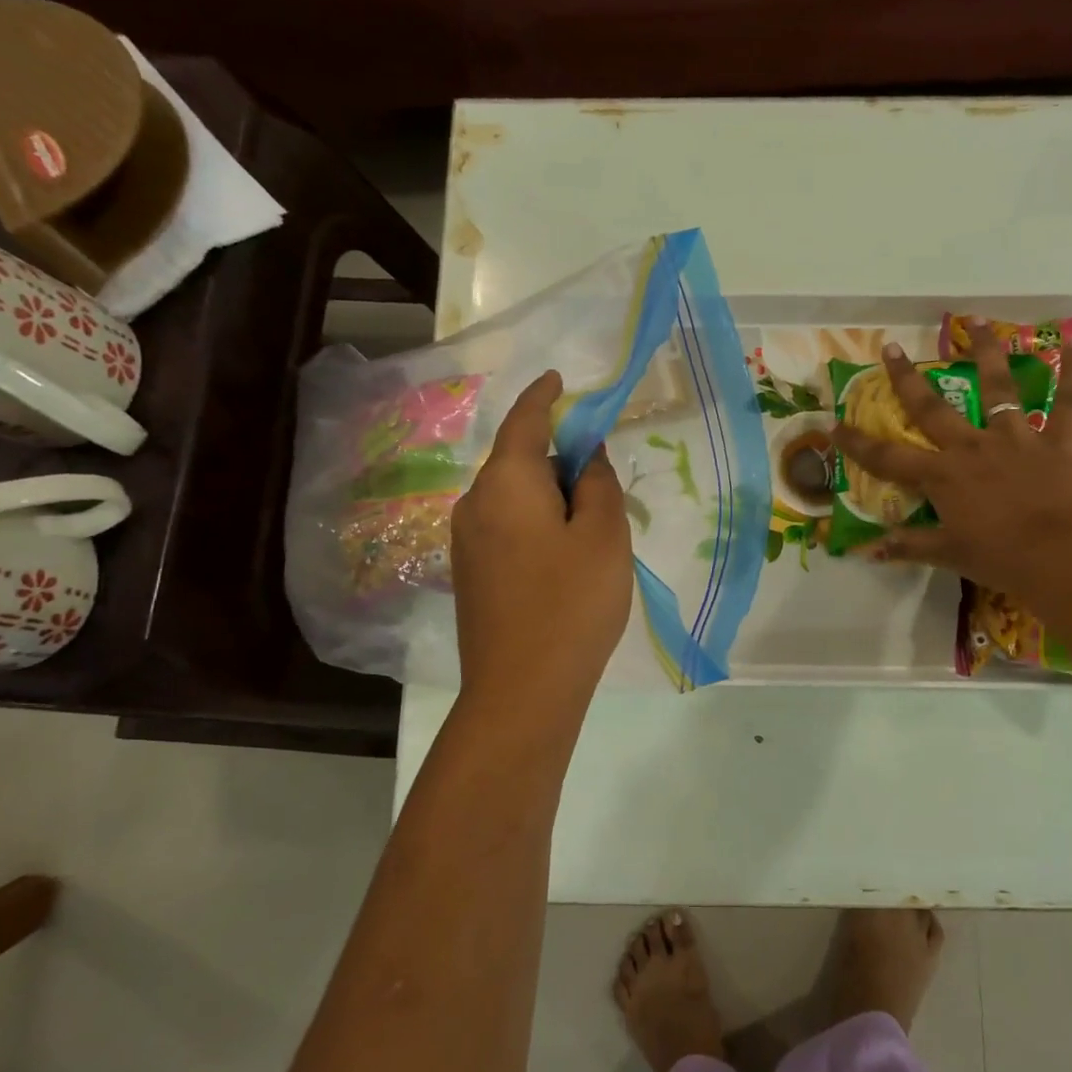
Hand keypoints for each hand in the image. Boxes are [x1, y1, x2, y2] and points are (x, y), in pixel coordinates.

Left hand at [452, 371, 632, 706]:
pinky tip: (565, 560)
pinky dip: (537, 525)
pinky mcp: (470, 575)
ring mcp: (467, 542)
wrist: (522, 692)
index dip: (545, 396)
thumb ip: (597, 483)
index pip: (525, 421)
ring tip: (591, 530)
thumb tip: (585, 454)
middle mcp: (475, 504)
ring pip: (515, 499)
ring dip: (551, 498)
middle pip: (520, 461)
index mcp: (506, 483)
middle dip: (559, 459)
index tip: (560, 380)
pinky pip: (507, 529)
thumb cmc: (572, 604)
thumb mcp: (604, 535)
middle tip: (604, 481)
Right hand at [830, 327, 1071, 603]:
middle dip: (906, 379)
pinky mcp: (1055, 442)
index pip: (887, 458)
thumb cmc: (999, 558)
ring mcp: (1015, 439)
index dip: (857, 442)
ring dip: (988, 351)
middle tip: (890, 348)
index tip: (833, 423)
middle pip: (932, 408)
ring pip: (999, 388)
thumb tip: (868, 551)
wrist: (1061, 557)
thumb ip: (908, 546)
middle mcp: (972, 447)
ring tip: (979, 320)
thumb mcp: (948, 555)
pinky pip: (1067, 403)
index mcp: (942, 476)